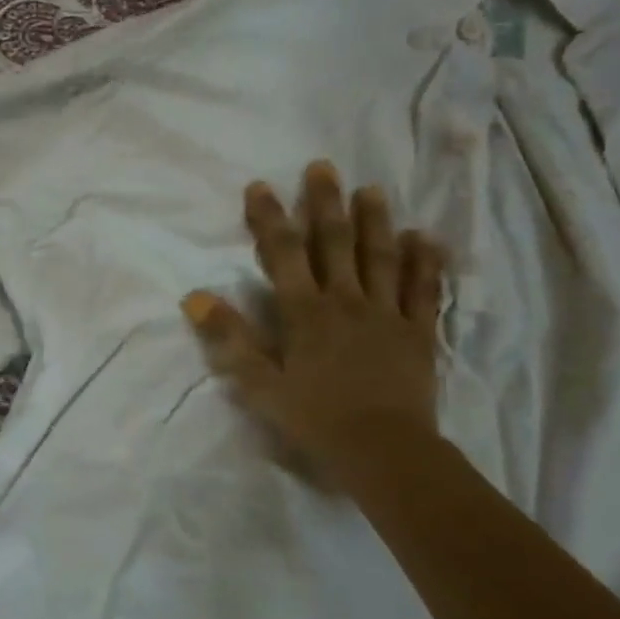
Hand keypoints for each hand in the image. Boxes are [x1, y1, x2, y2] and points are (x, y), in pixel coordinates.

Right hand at [181, 161, 446, 488]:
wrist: (383, 450)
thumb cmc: (314, 418)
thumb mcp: (259, 384)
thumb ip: (230, 338)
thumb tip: (194, 297)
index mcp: (305, 312)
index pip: (283, 254)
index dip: (269, 218)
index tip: (260, 186)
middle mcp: (346, 301)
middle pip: (334, 243)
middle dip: (324, 204)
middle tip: (322, 167)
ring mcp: (387, 314)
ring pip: (380, 257)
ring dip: (374, 221)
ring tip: (371, 189)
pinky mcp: (419, 333)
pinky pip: (424, 290)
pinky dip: (425, 262)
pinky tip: (424, 238)